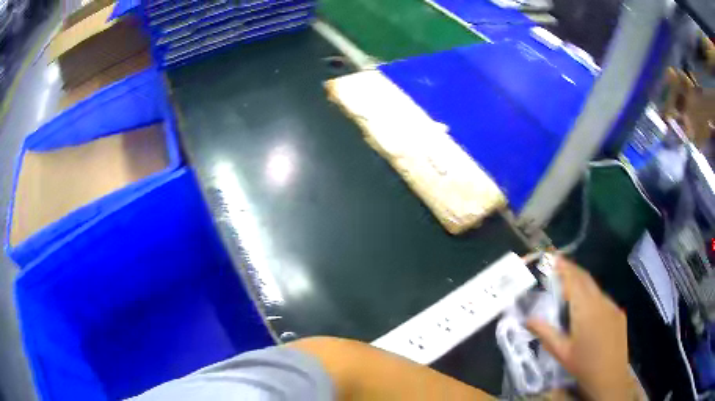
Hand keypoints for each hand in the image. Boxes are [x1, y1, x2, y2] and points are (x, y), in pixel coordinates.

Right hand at [527, 257, 634, 400]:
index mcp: (585, 310)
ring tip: (571, 285)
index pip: (574, 281)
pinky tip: (587, 308)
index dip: (564, 268)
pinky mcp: (618, 312)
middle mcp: (601, 301)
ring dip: (583, 283)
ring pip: (595, 288)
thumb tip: (529, 318)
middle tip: (560, 264)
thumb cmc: (583, 365)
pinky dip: (592, 296)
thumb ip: (546, 333)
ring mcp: (612, 306)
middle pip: (586, 279)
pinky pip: (603, 299)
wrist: (610, 376)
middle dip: (573, 269)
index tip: (554, 258)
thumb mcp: (561, 352)